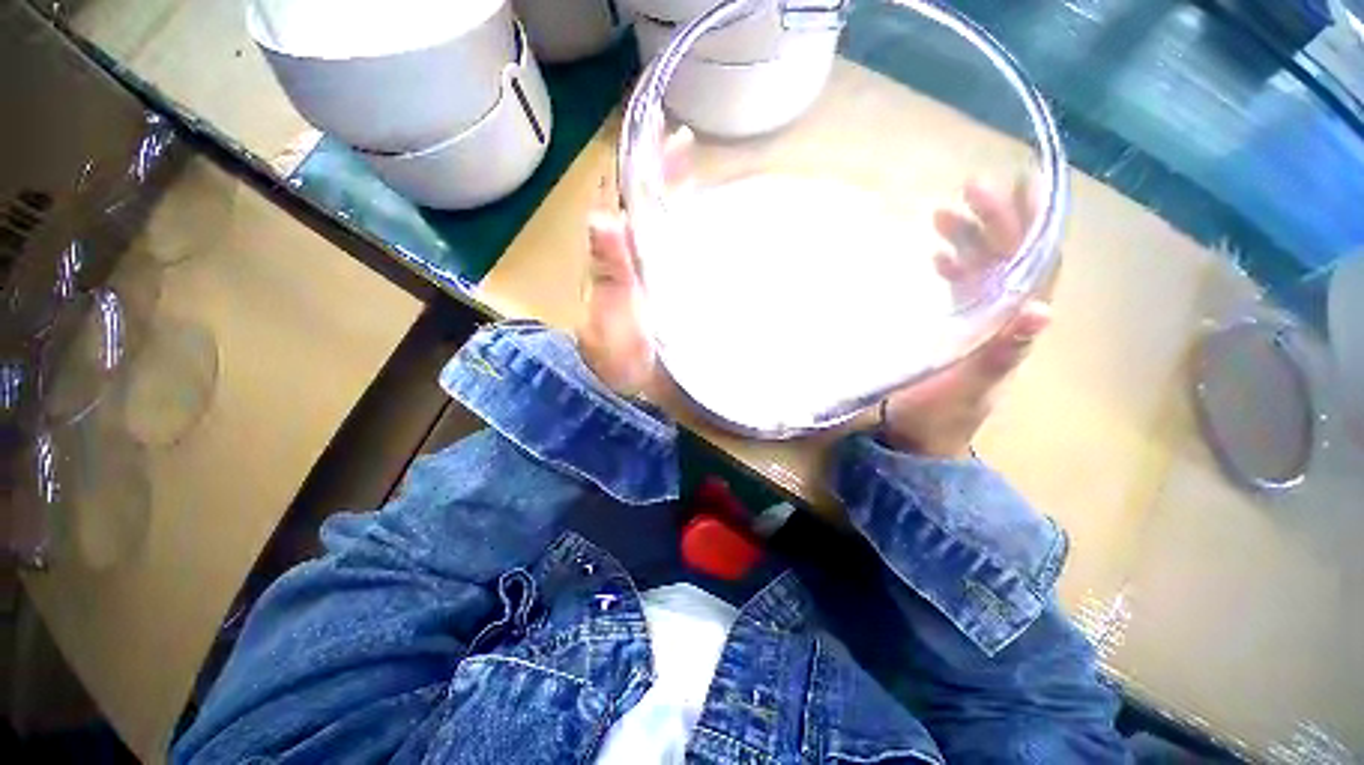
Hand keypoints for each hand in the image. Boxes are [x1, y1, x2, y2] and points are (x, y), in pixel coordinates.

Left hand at [577, 129, 693, 398]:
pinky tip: (698, 222)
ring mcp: (641, 274)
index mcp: (609, 259)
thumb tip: (604, 216)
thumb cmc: (618, 357)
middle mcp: (623, 259)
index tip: (660, 137)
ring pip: (652, 224)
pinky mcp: (658, 290)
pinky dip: (680, 229)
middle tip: (686, 145)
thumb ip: (611, 272)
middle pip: (637, 206)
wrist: (626, 389)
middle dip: (658, 174)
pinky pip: (667, 249)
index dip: (637, 167)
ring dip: (670, 196)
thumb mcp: (613, 316)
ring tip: (696, 170)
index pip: (619, 200)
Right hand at [881, 177, 1056, 458]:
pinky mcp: (956, 329)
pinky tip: (938, 255)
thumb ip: (1001, 353)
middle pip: (1010, 260)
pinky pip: (963, 288)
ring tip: (944, 214)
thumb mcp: (969, 388)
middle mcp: (1004, 318)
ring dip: (970, 239)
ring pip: (985, 269)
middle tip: (968, 189)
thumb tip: (1041, 310)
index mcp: (1013, 328)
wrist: (919, 438)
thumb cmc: (940, 417)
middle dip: (994, 222)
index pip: (1035, 267)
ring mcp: (980, 322)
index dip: (1031, 227)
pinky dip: (953, 266)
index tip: (1018, 186)